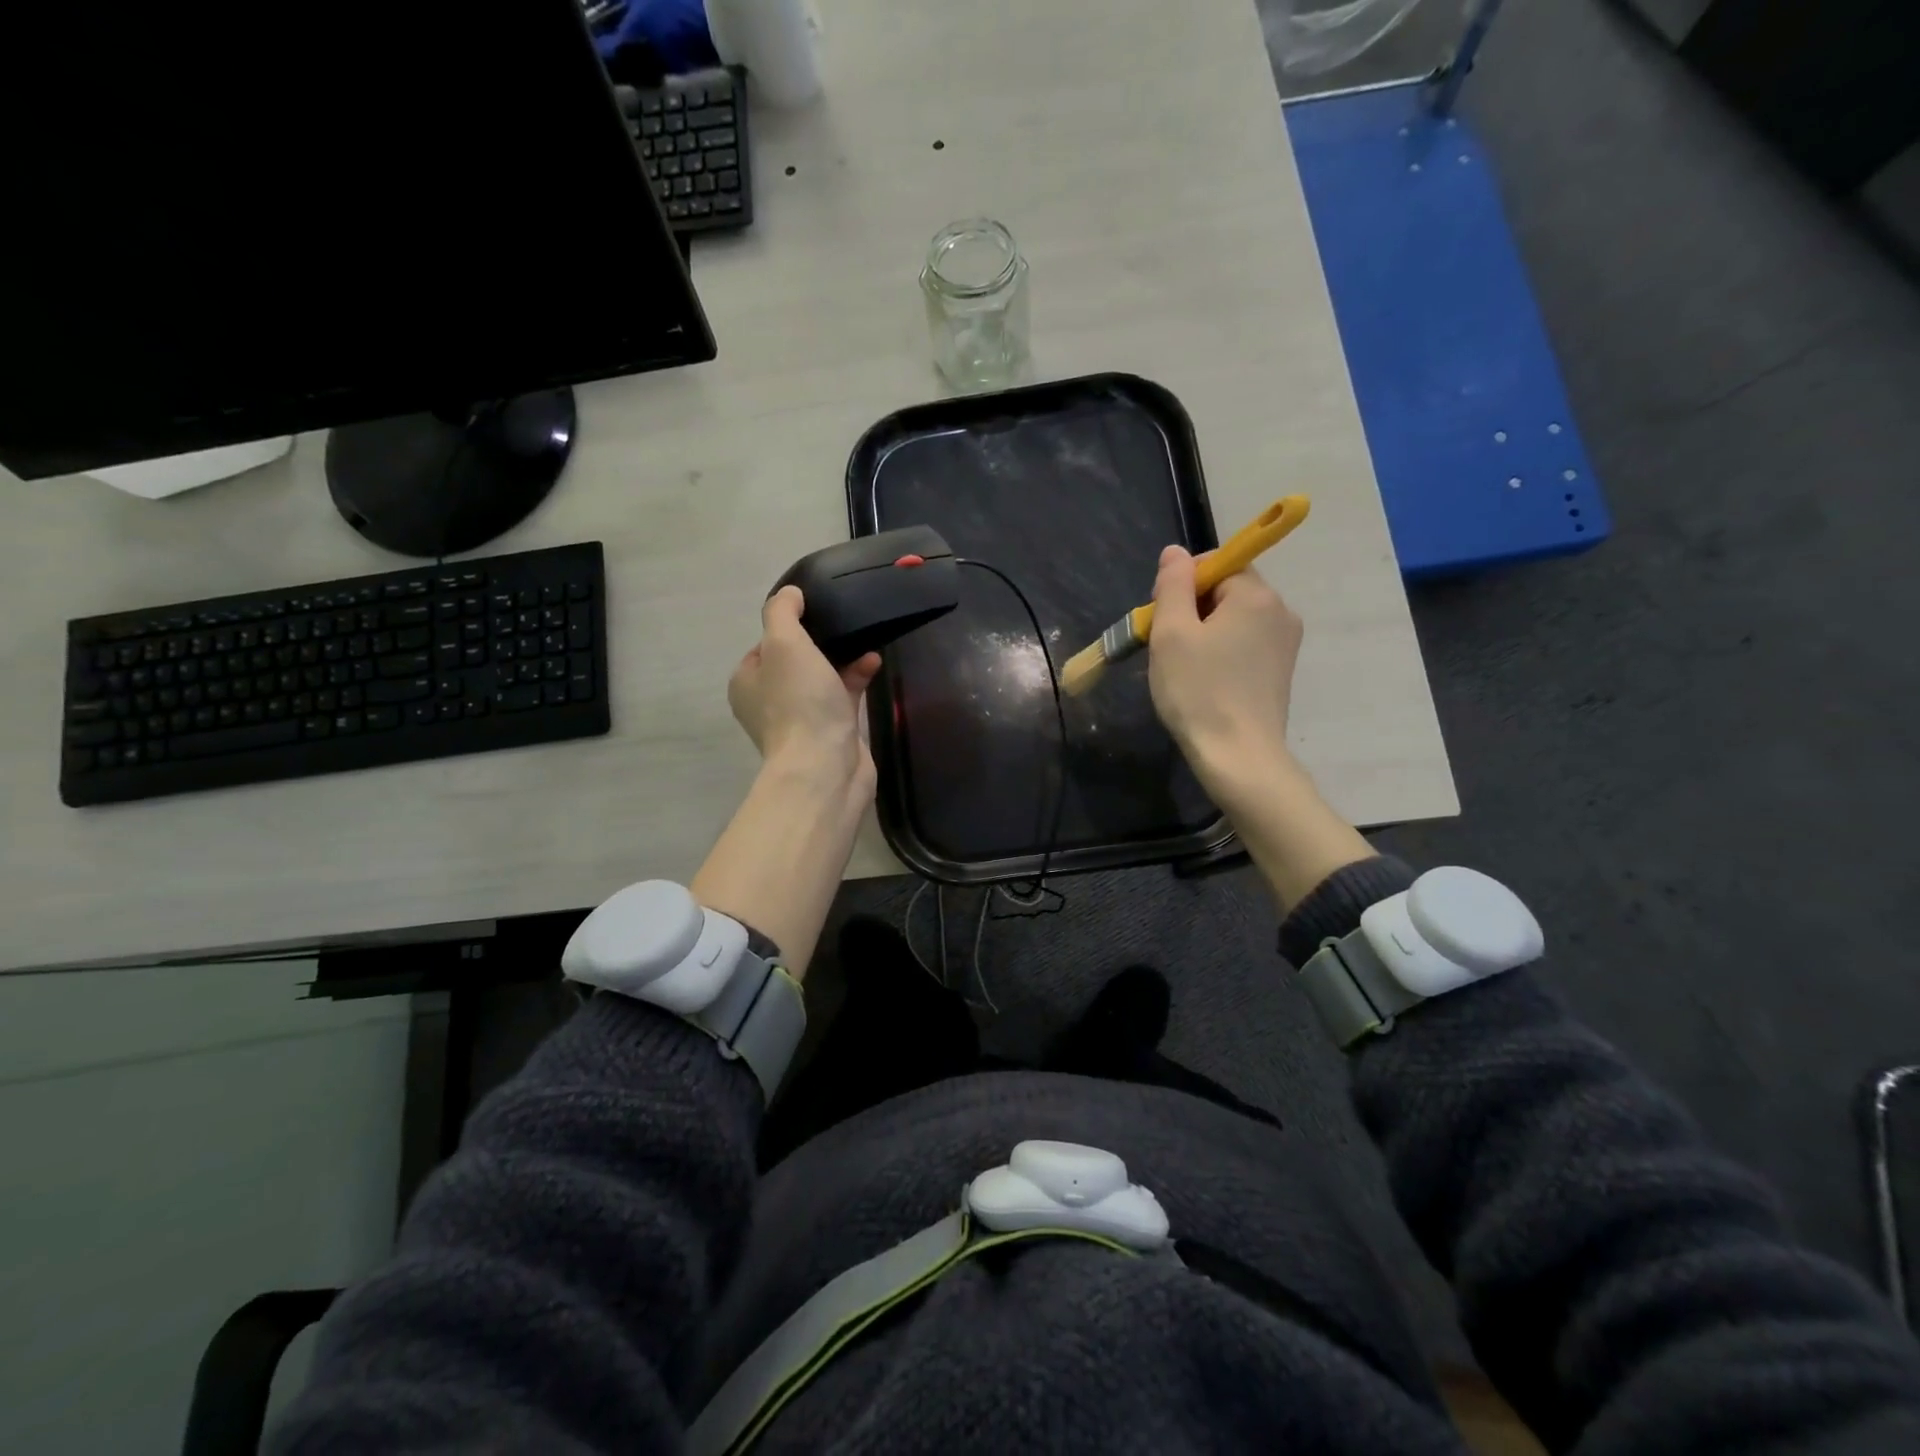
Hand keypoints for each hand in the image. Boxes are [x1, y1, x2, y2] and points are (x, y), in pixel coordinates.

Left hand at [727, 586, 880, 788]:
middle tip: (843, 624)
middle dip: (821, 642)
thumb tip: (790, 593)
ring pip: (821, 677)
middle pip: (796, 660)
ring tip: (865, 639)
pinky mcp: (830, 732)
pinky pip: (842, 695)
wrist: (825, 767)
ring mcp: (800, 719)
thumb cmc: (799, 702)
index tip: (814, 614)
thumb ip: (782, 612)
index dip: (789, 626)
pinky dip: (856, 678)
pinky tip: (874, 663)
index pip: (765, 644)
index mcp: (747, 681)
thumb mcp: (783, 643)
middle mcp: (768, 701)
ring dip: (843, 658)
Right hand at [1145, 544, 1372, 908]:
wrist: (1238, 757)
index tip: (1162, 617)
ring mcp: (1286, 643)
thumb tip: (1176, 552)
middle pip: (1228, 590)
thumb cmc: (1198, 691)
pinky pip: (1246, 643)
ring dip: (1205, 632)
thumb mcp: (1172, 633)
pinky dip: (1222, 652)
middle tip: (1167, 644)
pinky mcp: (1281, 670)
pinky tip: (1205, 680)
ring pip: (1235, 618)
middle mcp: (1281, 611)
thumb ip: (1173, 585)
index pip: (1218, 563)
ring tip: (1183, 666)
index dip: (1184, 583)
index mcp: (1257, 595)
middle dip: (1193, 608)